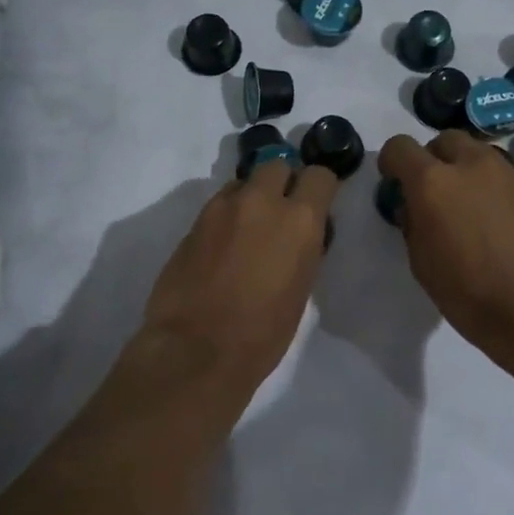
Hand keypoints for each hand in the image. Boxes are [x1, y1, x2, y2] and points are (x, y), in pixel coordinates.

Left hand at [140, 160, 341, 394]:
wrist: (197, 349)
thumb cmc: (263, 332)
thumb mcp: (301, 288)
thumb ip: (303, 248)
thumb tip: (299, 235)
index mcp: (299, 220)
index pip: (319, 175)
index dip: (319, 188)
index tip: (317, 203)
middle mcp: (261, 201)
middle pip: (277, 165)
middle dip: (282, 182)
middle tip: (280, 212)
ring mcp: (222, 208)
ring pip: (243, 182)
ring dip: (251, 198)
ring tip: (248, 231)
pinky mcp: (193, 222)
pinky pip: (218, 205)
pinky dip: (226, 216)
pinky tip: (222, 246)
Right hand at [376, 131, 513, 356]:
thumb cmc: (465, 289)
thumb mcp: (420, 259)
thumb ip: (411, 221)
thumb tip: (413, 206)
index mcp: (431, 181)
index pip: (400, 147)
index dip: (392, 163)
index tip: (394, 183)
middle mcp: (467, 164)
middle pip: (442, 140)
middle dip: (431, 158)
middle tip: (429, 191)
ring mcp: (501, 172)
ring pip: (473, 149)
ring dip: (460, 165)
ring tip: (460, 200)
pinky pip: (495, 169)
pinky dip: (483, 180)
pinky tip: (484, 212)